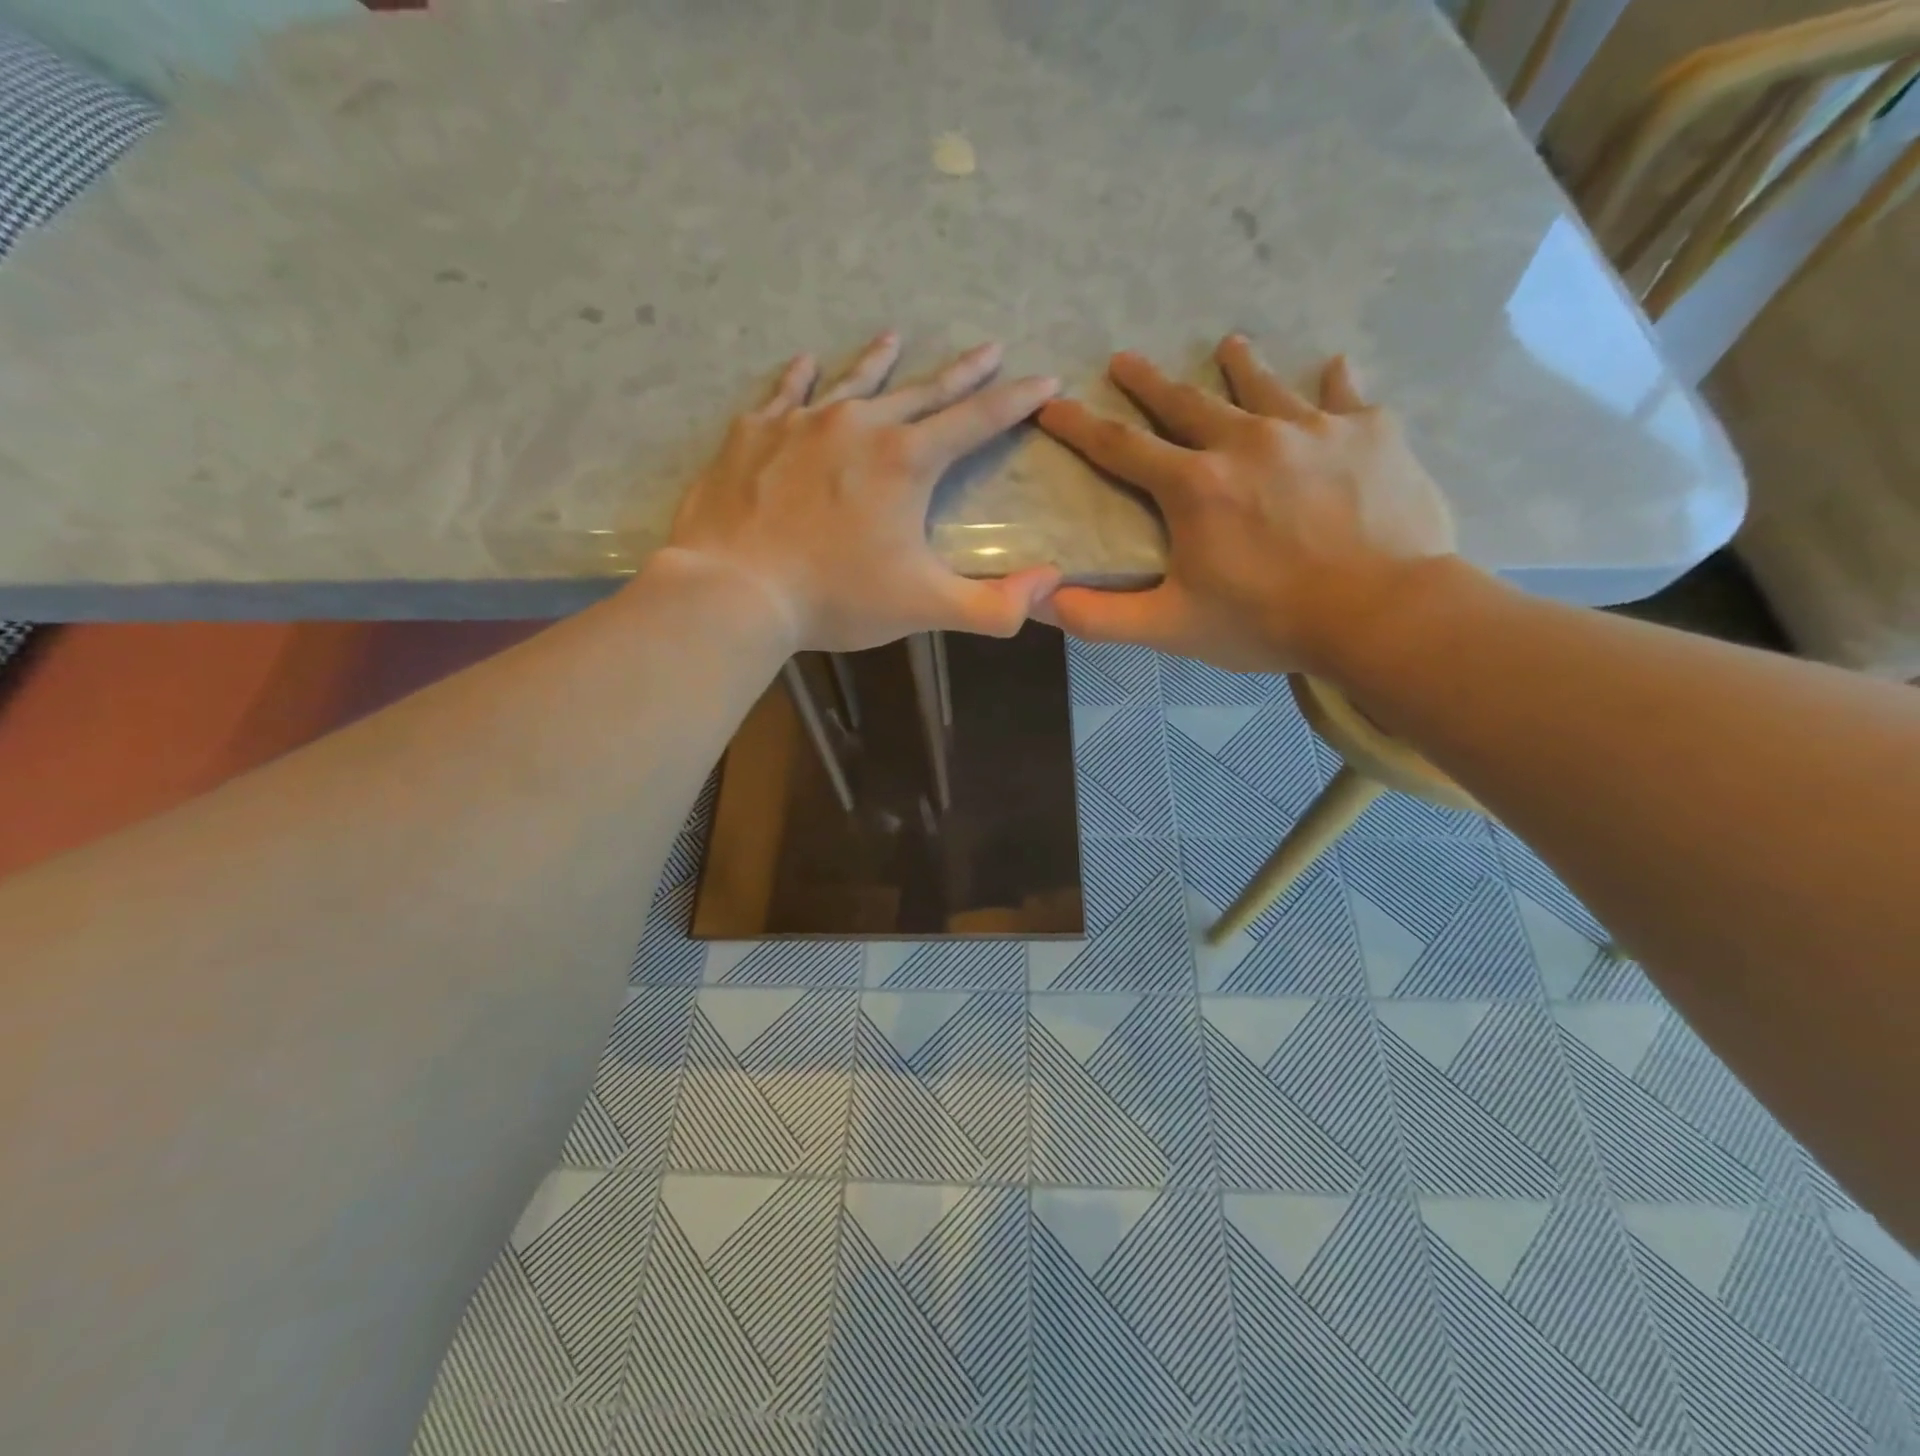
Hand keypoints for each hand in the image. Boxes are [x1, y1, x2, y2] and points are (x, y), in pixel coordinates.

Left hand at [665, 332, 1062, 651]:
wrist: (733, 590)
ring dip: (879, 361)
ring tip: (894, 336)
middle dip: (962, 372)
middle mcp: (859, 426)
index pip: (976, 420)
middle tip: (989, 348)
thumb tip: (1049, 583)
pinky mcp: (753, 434)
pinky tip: (805, 363)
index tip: (1046, 380)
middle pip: (922, 390)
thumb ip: (993, 606)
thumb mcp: (924, 607)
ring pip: (852, 381)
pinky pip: (783, 393)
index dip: (1016, 402)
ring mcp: (801, 423)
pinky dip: (799, 377)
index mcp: (906, 461)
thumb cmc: (835, 597)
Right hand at [1036, 336, 1456, 674]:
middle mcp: (1245, 441)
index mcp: (1194, 485)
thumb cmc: (1268, 621)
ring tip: (1228, 345)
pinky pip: (1345, 398)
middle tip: (1125, 359)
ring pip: (1263, 386)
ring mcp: (1311, 429)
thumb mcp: (1171, 627)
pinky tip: (1332, 370)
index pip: (1120, 447)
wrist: (1382, 613)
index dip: (1079, 426)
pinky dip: (1334, 385)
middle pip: (1186, 402)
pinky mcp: (1369, 433)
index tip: (1052, 403)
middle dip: (1149, 382)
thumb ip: (1099, 616)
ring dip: (1240, 366)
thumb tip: (1037, 600)